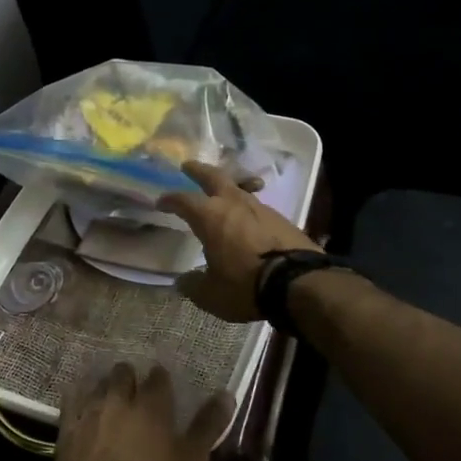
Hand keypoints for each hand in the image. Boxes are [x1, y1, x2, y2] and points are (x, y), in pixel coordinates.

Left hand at [43, 364, 233, 460]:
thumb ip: (208, 426)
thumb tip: (227, 394)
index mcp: (152, 403)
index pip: (159, 377)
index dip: (161, 381)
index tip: (164, 388)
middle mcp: (120, 396)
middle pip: (124, 372)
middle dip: (131, 378)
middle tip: (135, 392)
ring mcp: (91, 408)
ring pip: (99, 383)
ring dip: (106, 387)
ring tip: (111, 398)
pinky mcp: (68, 424)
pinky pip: (72, 400)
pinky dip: (78, 399)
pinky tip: (81, 405)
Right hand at [159, 161, 317, 321]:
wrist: (299, 283)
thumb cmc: (245, 285)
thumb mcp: (211, 294)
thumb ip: (193, 285)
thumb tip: (183, 281)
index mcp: (210, 216)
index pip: (183, 200)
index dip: (170, 199)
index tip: (161, 201)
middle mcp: (234, 204)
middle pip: (213, 177)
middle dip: (199, 170)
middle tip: (188, 166)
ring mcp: (261, 208)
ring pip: (239, 190)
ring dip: (227, 189)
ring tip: (221, 194)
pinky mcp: (282, 219)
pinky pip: (257, 208)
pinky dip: (247, 209)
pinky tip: (247, 220)